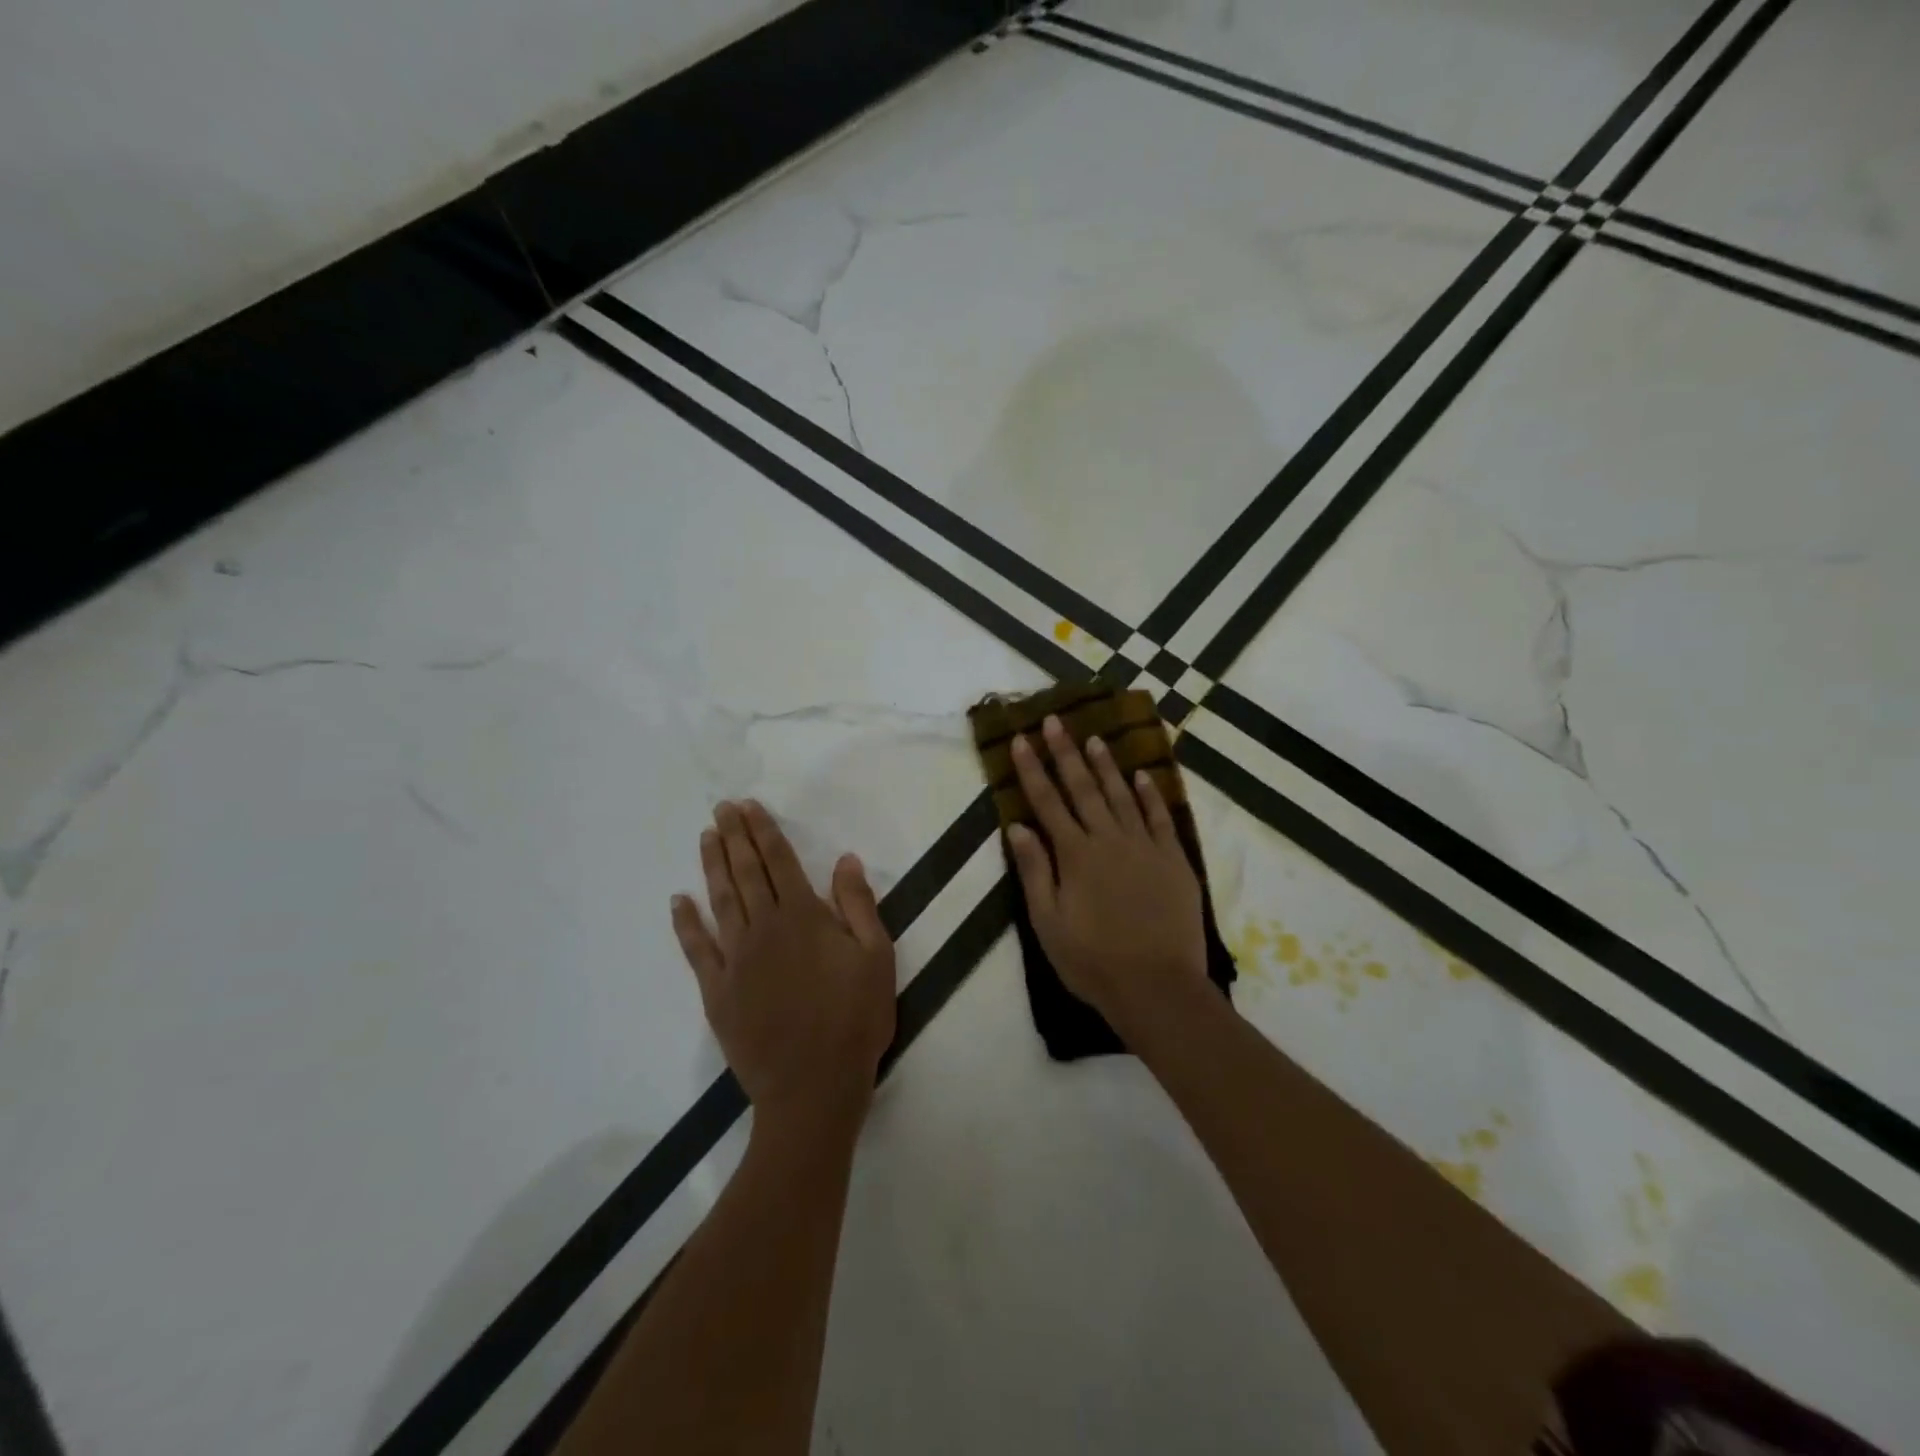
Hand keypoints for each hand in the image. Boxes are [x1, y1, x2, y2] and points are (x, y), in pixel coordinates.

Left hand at [672, 800, 895, 1131]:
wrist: (813, 1088)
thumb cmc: (855, 1020)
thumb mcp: (877, 958)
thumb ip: (859, 906)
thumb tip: (846, 860)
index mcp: (804, 918)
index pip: (779, 863)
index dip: (764, 832)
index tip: (748, 807)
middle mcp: (765, 929)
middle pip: (745, 873)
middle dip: (734, 837)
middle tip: (721, 809)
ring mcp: (736, 959)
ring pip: (720, 901)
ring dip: (711, 866)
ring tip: (706, 837)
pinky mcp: (717, 991)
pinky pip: (696, 949)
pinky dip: (686, 923)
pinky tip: (678, 902)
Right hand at [1005, 715, 1209, 1039]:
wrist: (1158, 987)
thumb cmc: (1093, 961)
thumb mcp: (1048, 923)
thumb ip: (1034, 871)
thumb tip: (1018, 826)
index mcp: (1075, 855)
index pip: (1047, 802)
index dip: (1032, 769)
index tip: (1021, 739)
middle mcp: (1108, 839)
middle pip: (1082, 788)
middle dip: (1066, 752)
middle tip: (1055, 720)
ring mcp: (1145, 847)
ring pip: (1122, 795)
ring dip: (1106, 765)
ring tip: (1095, 737)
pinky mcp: (1173, 859)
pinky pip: (1160, 817)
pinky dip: (1150, 794)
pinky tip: (1142, 775)